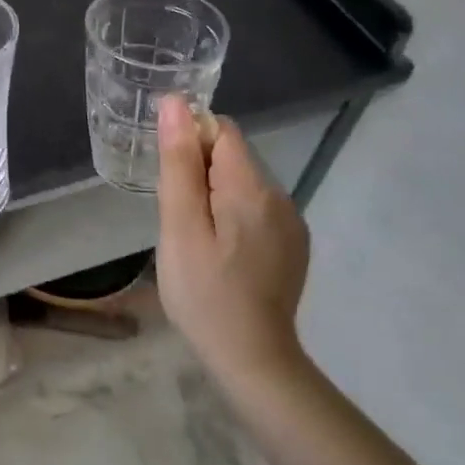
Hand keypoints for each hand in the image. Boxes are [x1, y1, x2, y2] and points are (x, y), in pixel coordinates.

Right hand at [155, 95, 310, 395]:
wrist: (253, 361)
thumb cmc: (205, 292)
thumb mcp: (179, 226)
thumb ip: (178, 162)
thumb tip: (176, 104)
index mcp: (251, 187)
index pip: (222, 130)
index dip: (190, 141)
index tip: (172, 179)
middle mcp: (280, 196)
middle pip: (232, 156)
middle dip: (199, 172)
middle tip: (178, 217)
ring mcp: (290, 223)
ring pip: (241, 183)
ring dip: (214, 195)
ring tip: (195, 238)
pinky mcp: (292, 245)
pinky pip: (255, 209)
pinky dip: (232, 216)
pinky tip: (220, 252)